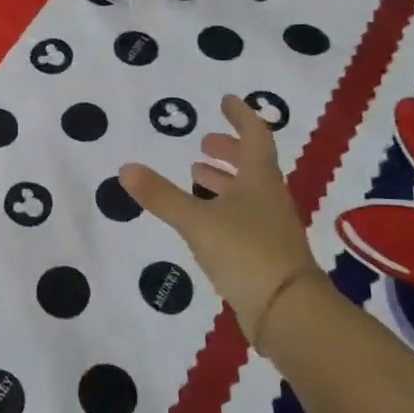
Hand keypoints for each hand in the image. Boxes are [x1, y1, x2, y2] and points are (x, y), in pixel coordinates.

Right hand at [120, 95, 331, 344]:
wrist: (287, 311)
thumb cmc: (245, 252)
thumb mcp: (197, 221)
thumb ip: (161, 196)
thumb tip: (125, 168)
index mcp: (259, 180)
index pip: (255, 136)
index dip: (241, 116)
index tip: (225, 101)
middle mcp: (268, 198)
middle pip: (252, 164)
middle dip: (228, 150)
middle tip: (205, 142)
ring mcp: (270, 228)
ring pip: (247, 193)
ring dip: (223, 180)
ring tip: (196, 174)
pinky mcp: (265, 254)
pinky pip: (243, 219)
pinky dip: (223, 208)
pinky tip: (204, 219)